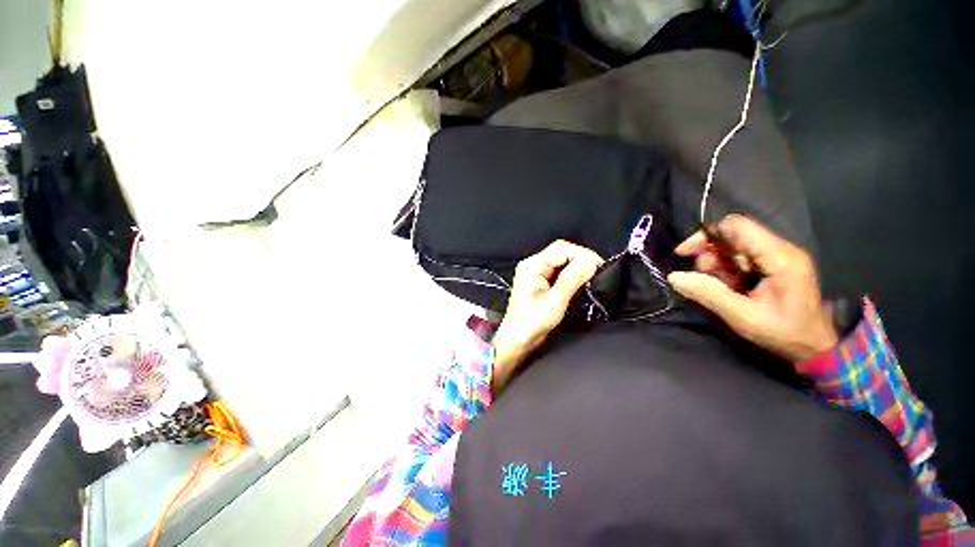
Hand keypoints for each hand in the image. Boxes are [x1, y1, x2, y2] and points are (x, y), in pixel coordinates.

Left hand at [492, 240, 602, 391]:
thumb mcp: (555, 301)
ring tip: (592, 277)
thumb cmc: (532, 323)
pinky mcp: (539, 281)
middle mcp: (532, 264)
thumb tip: (590, 261)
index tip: (599, 266)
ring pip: (561, 261)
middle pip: (561, 252)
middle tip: (598, 272)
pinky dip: (571, 274)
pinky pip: (558, 270)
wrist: (517, 339)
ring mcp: (535, 272)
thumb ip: (572, 279)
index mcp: (532, 265)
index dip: (582, 254)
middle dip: (581, 259)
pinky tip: (580, 282)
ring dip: (577, 267)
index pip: (561, 248)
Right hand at [667, 215, 838, 362]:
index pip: (737, 227)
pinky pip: (742, 257)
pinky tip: (727, 286)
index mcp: (779, 258)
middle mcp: (781, 250)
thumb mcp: (742, 316)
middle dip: (709, 252)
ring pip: (735, 246)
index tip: (684, 254)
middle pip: (733, 234)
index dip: (706, 235)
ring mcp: (779, 256)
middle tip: (699, 275)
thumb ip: (708, 293)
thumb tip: (674, 277)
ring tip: (715, 285)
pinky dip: (727, 269)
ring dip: (717, 262)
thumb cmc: (783, 333)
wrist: (815, 348)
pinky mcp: (776, 265)